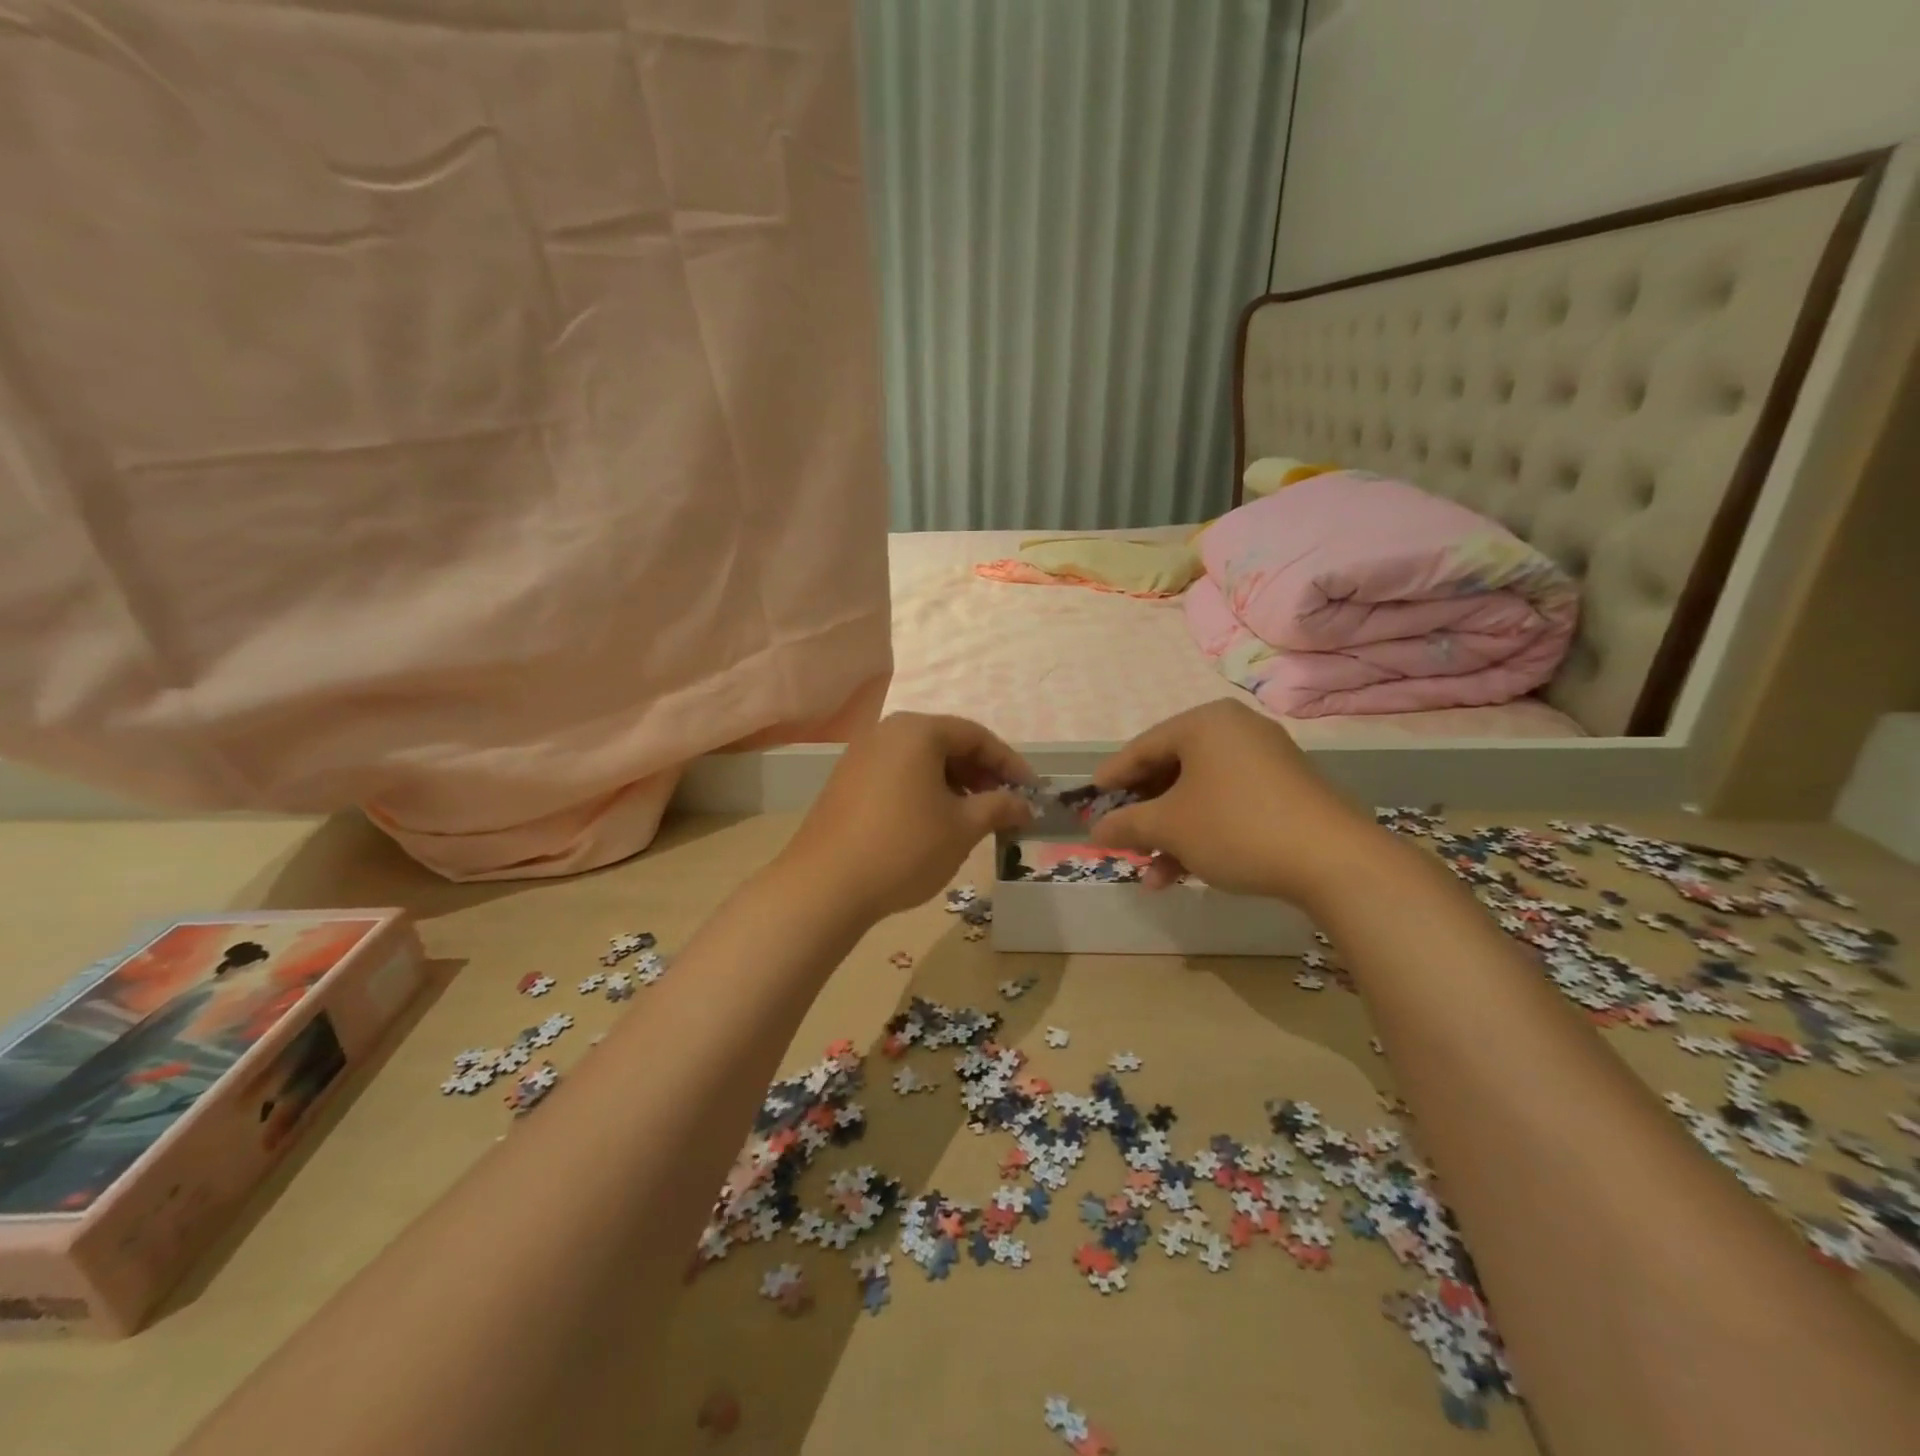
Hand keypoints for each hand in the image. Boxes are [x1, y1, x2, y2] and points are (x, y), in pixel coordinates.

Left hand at [779, 713, 1033, 921]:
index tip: (1031, 791)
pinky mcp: (847, 780)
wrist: (826, 885)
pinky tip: (934, 821)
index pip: (976, 736)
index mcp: (918, 731)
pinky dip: (925, 789)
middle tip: (1004, 804)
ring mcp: (862, 754)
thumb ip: (999, 807)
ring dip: (954, 782)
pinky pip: (898, 773)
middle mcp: (888, 732)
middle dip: (981, 773)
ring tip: (973, 816)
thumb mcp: (962, 828)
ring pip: (922, 759)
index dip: (1010, 763)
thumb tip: (1024, 805)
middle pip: (947, 743)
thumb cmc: (905, 847)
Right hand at [1086, 700, 1385, 907]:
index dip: (1113, 777)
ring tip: (1150, 874)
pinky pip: (1228, 805)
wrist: (1334, 861)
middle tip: (1122, 839)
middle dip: (1144, 814)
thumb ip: (1127, 824)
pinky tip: (1185, 874)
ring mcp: (1265, 760)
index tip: (1091, 799)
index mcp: (1205, 723)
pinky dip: (1203, 834)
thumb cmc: (1236, 827)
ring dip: (1171, 835)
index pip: (1143, 746)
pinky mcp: (1286, 792)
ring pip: (1199, 795)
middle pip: (1172, 771)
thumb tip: (1095, 831)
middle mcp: (1235, 731)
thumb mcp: (1170, 827)